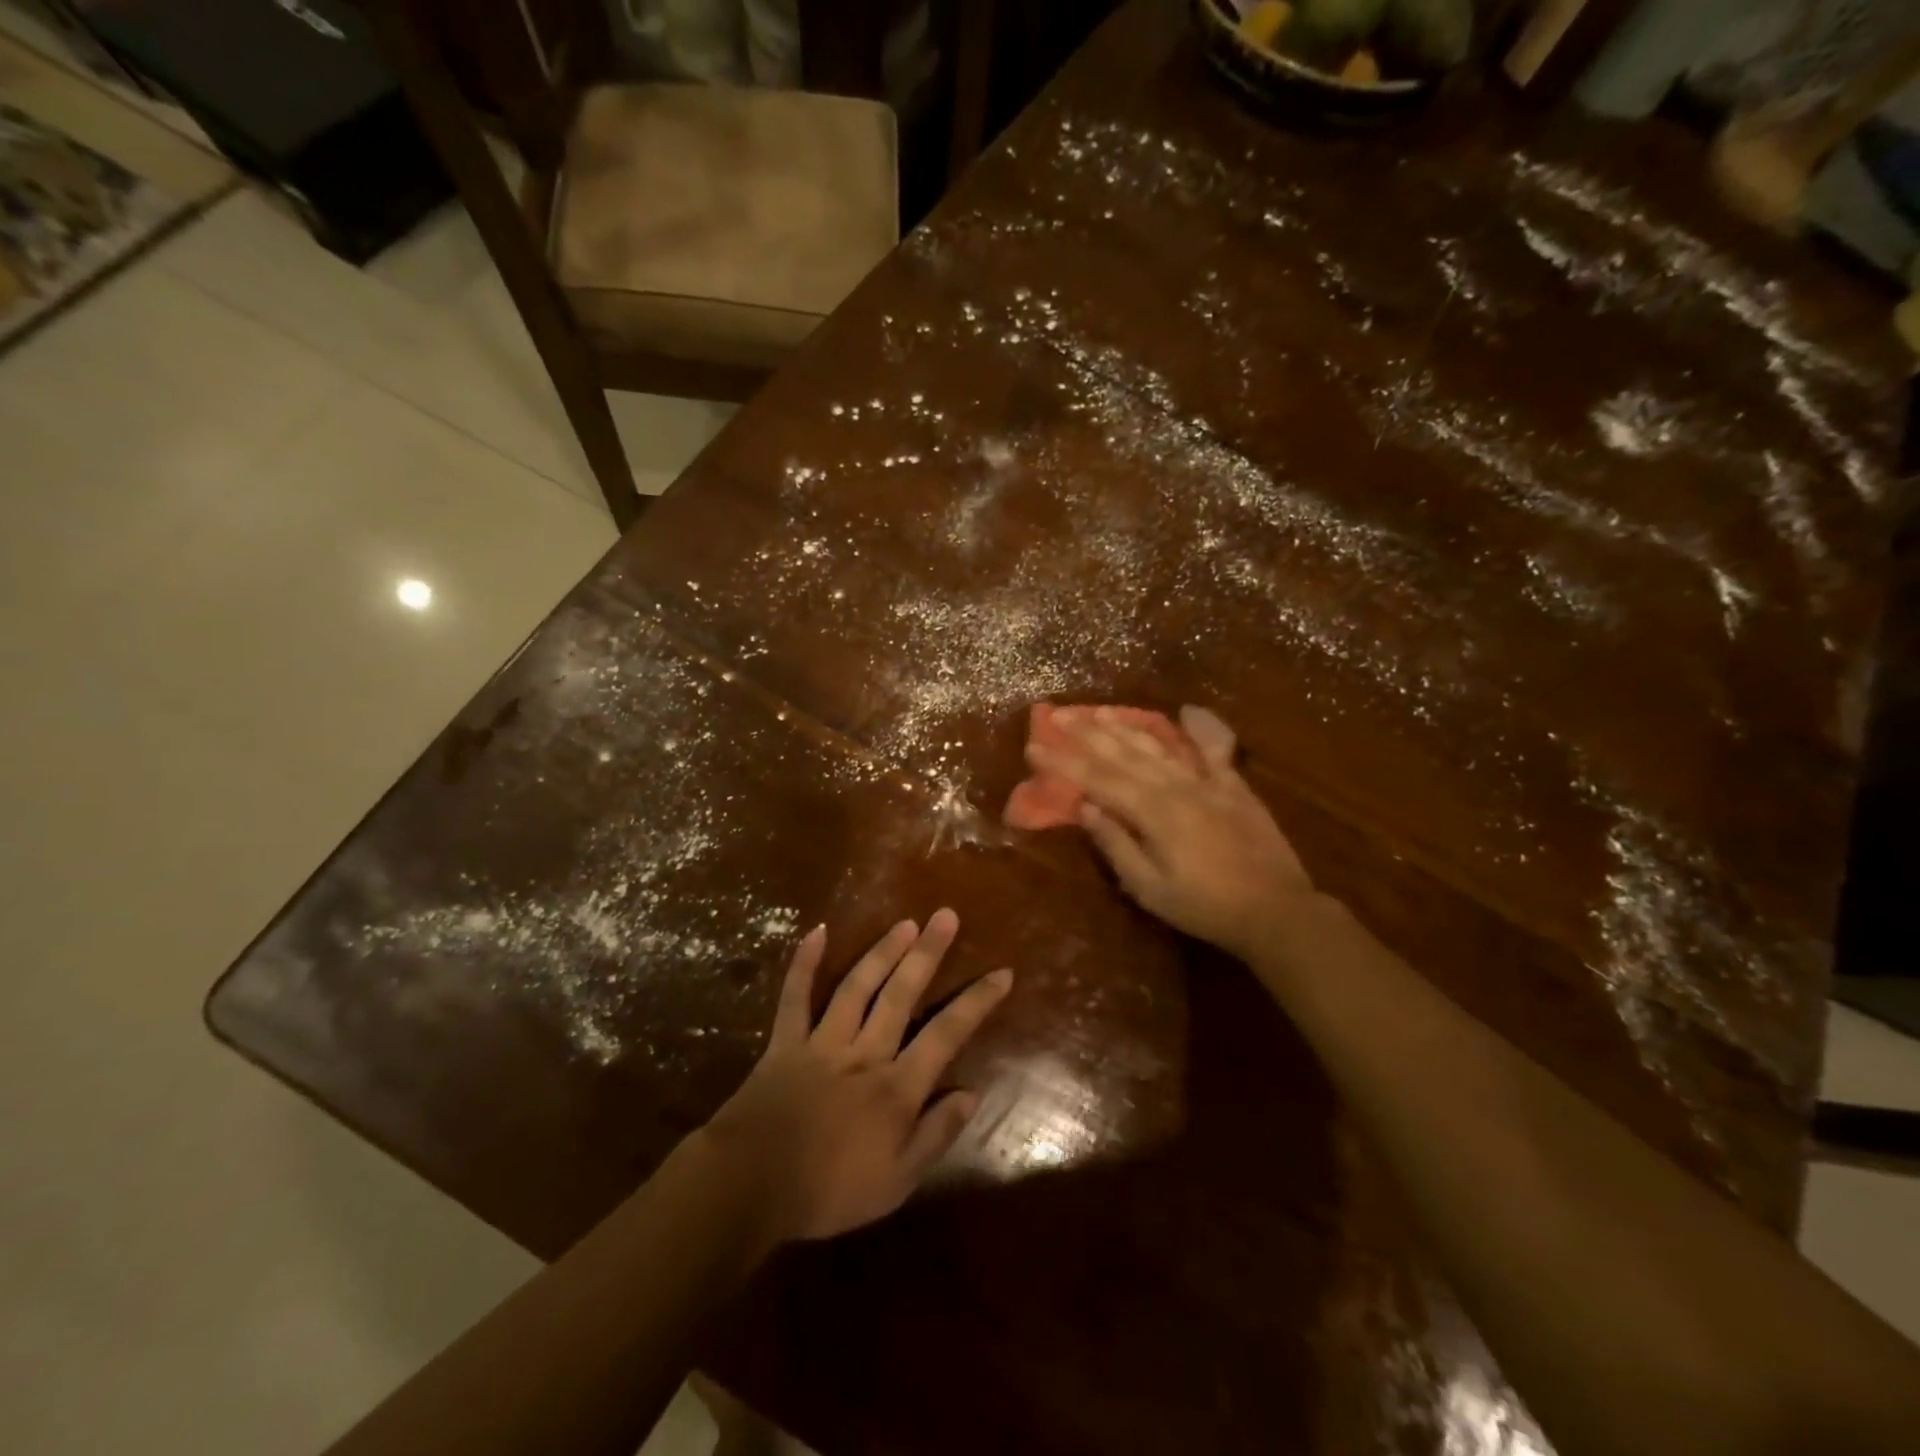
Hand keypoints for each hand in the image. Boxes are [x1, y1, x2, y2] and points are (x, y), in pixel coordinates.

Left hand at [697, 910, 1011, 1243]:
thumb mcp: (897, 1181)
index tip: (1002, 973)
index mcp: (896, 1087)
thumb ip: (936, 1134)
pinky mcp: (786, 1042)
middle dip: (927, 954)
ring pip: (857, 987)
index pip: (946, 1035)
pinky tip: (817, 931)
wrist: (750, 1187)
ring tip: (905, 923)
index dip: (976, 1002)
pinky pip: (795, 997)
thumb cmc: (829, 1190)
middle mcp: (865, 1052)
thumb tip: (972, 1092)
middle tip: (946, 915)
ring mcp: (823, 1042)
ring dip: (882, 952)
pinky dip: (804, 963)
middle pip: (901, 995)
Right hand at [1027, 705, 1315, 958]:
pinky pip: (1214, 749)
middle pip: (1123, 753)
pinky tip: (1187, 711)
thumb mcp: (1150, 888)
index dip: (1063, 762)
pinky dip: (1201, 727)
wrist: (1276, 910)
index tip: (1034, 745)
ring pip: (1159, 745)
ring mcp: (1207, 782)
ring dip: (1127, 726)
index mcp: (1152, 811)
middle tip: (1059, 715)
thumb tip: (1088, 809)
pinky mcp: (1234, 786)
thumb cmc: (1204, 907)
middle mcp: (1176, 786)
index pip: (1096, 780)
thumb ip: (1117, 845)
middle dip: (1087, 733)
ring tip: (1100, 710)